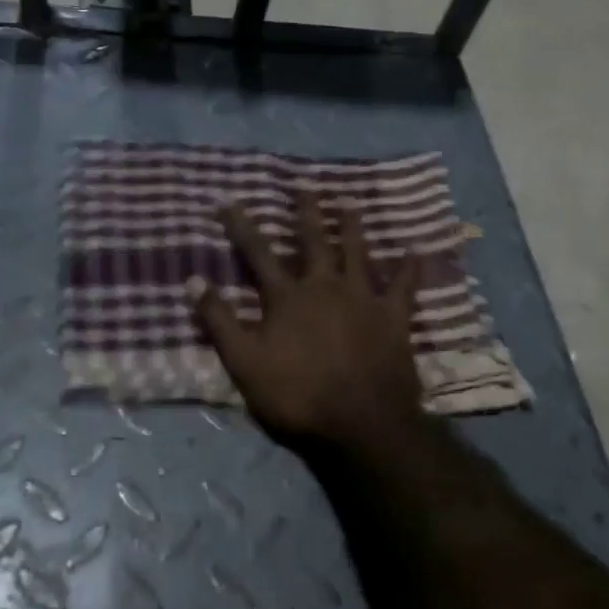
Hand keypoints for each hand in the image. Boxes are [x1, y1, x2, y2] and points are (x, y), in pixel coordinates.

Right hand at [190, 188, 421, 453]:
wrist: (362, 423)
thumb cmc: (297, 395)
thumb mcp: (244, 362)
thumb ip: (219, 321)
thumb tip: (192, 280)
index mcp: (287, 298)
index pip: (258, 253)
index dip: (241, 226)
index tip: (228, 201)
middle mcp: (325, 287)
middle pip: (313, 241)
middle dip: (306, 212)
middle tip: (305, 185)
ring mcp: (363, 298)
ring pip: (357, 252)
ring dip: (351, 226)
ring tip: (349, 202)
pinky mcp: (394, 317)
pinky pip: (404, 285)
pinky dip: (410, 267)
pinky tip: (416, 250)